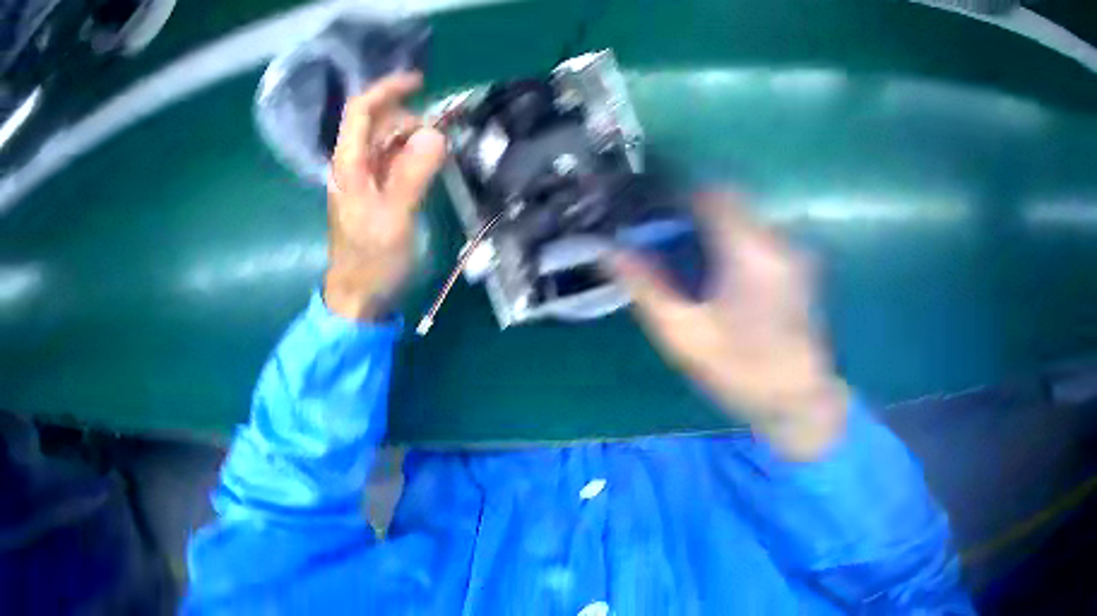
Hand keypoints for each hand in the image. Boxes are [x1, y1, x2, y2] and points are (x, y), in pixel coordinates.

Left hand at [323, 73, 446, 321]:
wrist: (359, 297)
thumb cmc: (371, 261)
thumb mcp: (395, 219)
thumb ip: (412, 175)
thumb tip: (436, 134)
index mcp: (349, 165)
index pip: (360, 111)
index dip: (386, 90)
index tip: (420, 83)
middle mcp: (354, 164)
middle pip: (379, 122)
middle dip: (410, 118)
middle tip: (441, 139)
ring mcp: (365, 177)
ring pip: (389, 140)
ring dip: (416, 137)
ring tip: (440, 153)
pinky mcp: (377, 191)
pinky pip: (396, 159)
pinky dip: (415, 154)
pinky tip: (431, 165)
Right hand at [609, 193, 849, 460]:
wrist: (800, 400)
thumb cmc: (742, 369)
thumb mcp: (685, 335)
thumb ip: (647, 287)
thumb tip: (610, 251)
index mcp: (747, 249)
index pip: (709, 194)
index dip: (676, 197)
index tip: (652, 214)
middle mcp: (775, 239)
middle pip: (729, 200)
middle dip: (694, 211)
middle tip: (665, 237)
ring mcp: (792, 251)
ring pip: (746, 216)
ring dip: (715, 225)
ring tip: (690, 255)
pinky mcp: (799, 266)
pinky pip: (760, 236)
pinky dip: (735, 240)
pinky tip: (722, 273)